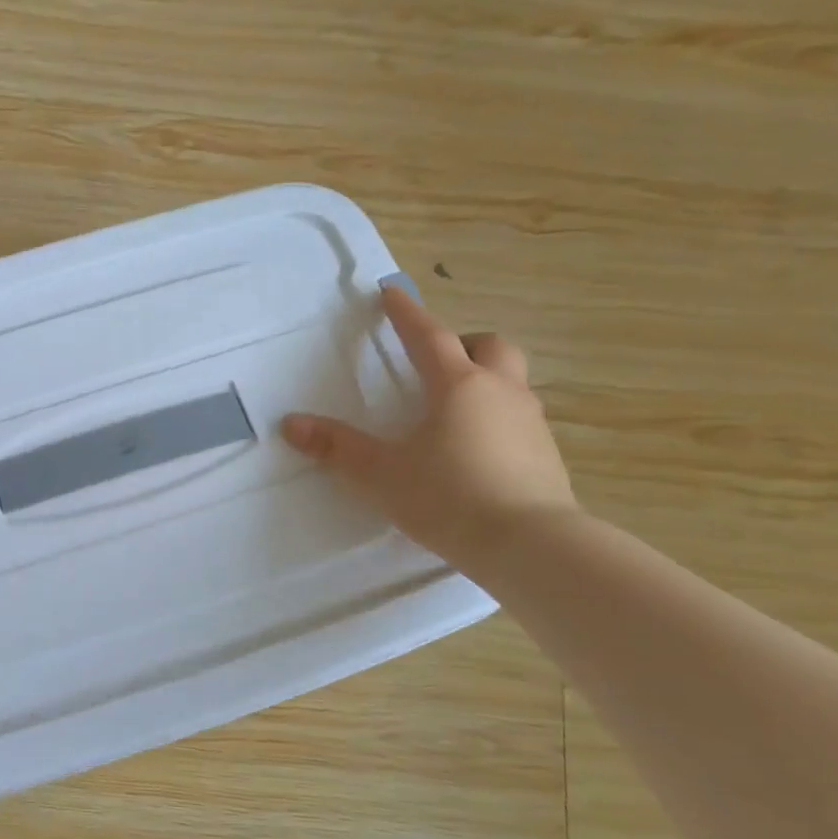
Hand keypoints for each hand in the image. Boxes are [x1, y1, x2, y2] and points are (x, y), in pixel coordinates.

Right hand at [282, 285, 576, 570]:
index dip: (407, 313)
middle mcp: (501, 393)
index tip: (391, 292)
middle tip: (436, 362)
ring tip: (453, 411)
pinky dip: (497, 419)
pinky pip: (519, 420)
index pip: (429, 336)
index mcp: (458, 386)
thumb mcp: (382, 474)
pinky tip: (476, 451)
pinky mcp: (547, 456)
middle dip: (462, 343)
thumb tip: (290, 424)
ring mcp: (530, 423)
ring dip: (484, 380)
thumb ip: (337, 448)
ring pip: (510, 382)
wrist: (531, 546)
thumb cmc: (449, 497)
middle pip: (489, 346)